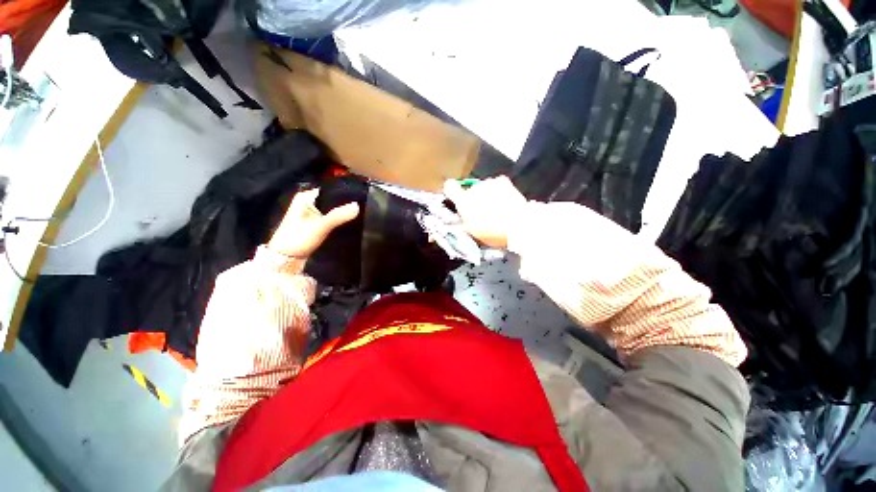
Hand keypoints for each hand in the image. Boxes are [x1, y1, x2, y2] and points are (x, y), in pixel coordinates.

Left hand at [267, 188, 359, 257]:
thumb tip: (358, 205)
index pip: (330, 189)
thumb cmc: (298, 238)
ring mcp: (311, 214)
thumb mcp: (320, 226)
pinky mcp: (315, 224)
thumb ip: (338, 215)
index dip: (344, 193)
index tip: (360, 196)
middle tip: (362, 207)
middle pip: (332, 200)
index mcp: (305, 197)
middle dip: (345, 204)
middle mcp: (308, 202)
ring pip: (332, 210)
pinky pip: (331, 218)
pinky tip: (349, 223)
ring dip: (342, 213)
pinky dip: (338, 220)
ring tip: (359, 214)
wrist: (284, 259)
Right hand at [443, 176, 526, 248]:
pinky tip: (505, 200)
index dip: (452, 191)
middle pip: (470, 190)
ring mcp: (489, 183)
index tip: (456, 197)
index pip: (449, 187)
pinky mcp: (503, 181)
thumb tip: (457, 220)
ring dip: (487, 194)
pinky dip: (499, 190)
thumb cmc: (491, 232)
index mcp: (463, 201)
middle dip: (475, 199)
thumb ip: (462, 222)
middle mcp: (474, 188)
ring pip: (484, 187)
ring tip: (497, 208)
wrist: (518, 225)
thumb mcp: (472, 232)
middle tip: (483, 211)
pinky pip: (496, 184)